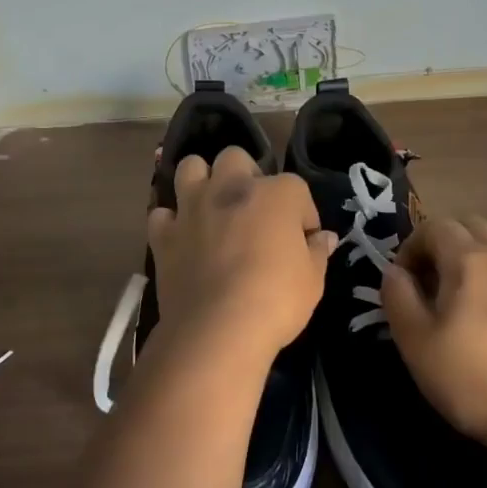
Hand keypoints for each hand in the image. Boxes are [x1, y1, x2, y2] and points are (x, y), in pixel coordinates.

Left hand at [148, 146, 338, 363]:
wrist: (217, 329)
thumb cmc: (276, 300)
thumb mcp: (313, 280)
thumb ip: (317, 252)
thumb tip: (324, 237)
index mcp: (276, 193)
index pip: (296, 188)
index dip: (302, 215)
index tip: (303, 240)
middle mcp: (231, 187)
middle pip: (236, 158)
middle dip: (245, 176)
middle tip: (253, 210)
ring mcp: (193, 207)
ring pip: (191, 167)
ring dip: (202, 181)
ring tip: (212, 208)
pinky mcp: (164, 234)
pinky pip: (162, 213)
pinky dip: (171, 222)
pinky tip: (182, 238)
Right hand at [381, 216, 486, 450]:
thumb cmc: (469, 378)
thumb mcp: (414, 341)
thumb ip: (398, 296)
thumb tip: (395, 272)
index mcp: (469, 259)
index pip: (434, 226)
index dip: (411, 247)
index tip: (403, 283)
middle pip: (472, 226)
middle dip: (445, 244)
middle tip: (430, 284)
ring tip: (472, 284)